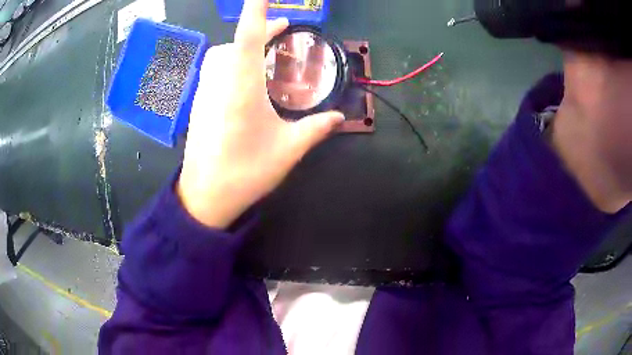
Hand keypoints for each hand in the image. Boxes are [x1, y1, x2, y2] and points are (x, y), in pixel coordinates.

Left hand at [178, 0, 344, 228]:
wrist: (205, 197)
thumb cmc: (245, 172)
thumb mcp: (287, 150)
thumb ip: (315, 129)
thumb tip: (338, 117)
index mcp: (242, 89)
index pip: (247, 37)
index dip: (256, 12)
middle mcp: (220, 84)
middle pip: (235, 44)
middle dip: (258, 30)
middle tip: (282, 31)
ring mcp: (205, 94)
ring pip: (222, 57)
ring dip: (244, 47)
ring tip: (267, 53)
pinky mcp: (199, 105)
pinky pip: (215, 73)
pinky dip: (233, 65)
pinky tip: (247, 80)